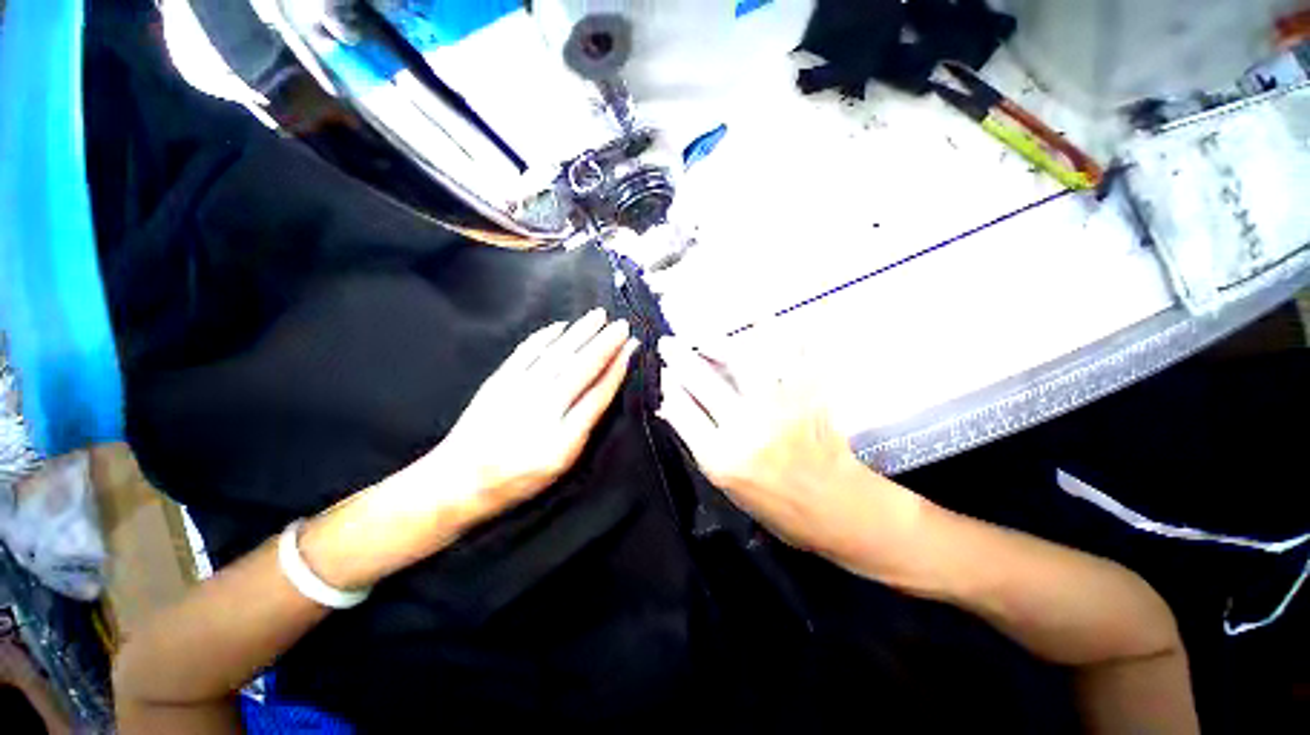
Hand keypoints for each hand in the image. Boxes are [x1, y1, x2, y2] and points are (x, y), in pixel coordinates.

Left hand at [437, 309, 638, 517]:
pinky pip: (526, 352)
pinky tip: (560, 326)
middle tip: (622, 324)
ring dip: (581, 332)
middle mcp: (544, 408)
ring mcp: (519, 391)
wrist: (459, 480)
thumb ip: (583, 429)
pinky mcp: (499, 380)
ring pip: (558, 354)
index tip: (632, 347)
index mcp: (564, 437)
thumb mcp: (561, 466)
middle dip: (605, 344)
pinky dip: (544, 336)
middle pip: (581, 368)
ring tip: (599, 316)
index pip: (599, 394)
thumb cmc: (517, 478)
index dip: (618, 368)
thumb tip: (604, 393)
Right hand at [658, 337, 917, 563]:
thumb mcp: (726, 485)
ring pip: (741, 361)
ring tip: (704, 335)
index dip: (669, 386)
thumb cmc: (775, 505)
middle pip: (702, 382)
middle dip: (679, 357)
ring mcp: (779, 408)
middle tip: (669, 342)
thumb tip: (672, 404)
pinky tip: (763, 318)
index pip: (682, 410)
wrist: (836, 507)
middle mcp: (747, 429)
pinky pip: (792, 355)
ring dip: (717, 342)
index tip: (664, 371)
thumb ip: (698, 442)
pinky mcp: (807, 395)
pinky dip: (780, 334)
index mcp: (722, 458)